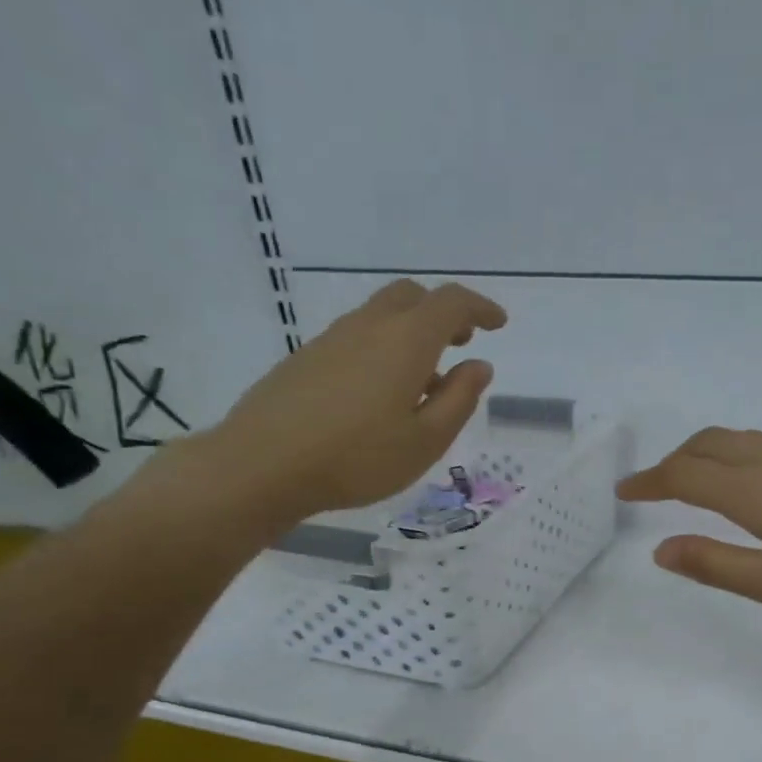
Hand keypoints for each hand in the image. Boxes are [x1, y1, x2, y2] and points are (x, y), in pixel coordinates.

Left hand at [179, 280, 505, 534]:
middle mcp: (369, 327)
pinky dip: (384, 348)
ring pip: (382, 315)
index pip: (451, 304)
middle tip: (461, 342)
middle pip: (412, 297)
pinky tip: (383, 394)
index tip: (499, 325)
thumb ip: (459, 399)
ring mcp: (332, 339)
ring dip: (412, 332)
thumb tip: (479, 365)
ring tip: (426, 379)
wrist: (263, 464)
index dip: (480, 308)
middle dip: (443, 312)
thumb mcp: (426, 440)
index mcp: (406, 341)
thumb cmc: (358, 459)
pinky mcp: (307, 358)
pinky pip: (358, 336)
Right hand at [617, 428, 761, 615]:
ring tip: (695, 480)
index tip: (624, 491)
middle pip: (707, 444)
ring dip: (703, 453)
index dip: (649, 482)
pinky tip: (753, 480)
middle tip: (655, 488)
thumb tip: (661, 549)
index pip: (684, 476)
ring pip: (738, 438)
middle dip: (673, 462)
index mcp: (753, 491)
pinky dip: (736, 452)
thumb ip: (716, 565)